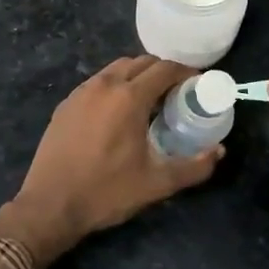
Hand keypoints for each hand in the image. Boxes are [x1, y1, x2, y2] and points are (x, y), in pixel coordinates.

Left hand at [0, 57, 222, 265]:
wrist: (50, 205)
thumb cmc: (107, 192)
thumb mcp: (157, 183)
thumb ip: (194, 167)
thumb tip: (218, 152)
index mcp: (129, 98)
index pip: (164, 69)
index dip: (185, 72)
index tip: (197, 84)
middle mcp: (104, 85)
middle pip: (140, 62)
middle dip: (162, 72)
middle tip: (176, 94)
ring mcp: (80, 93)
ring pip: (116, 69)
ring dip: (136, 76)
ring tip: (148, 102)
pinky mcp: (65, 105)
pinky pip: (96, 83)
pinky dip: (114, 87)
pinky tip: (117, 113)